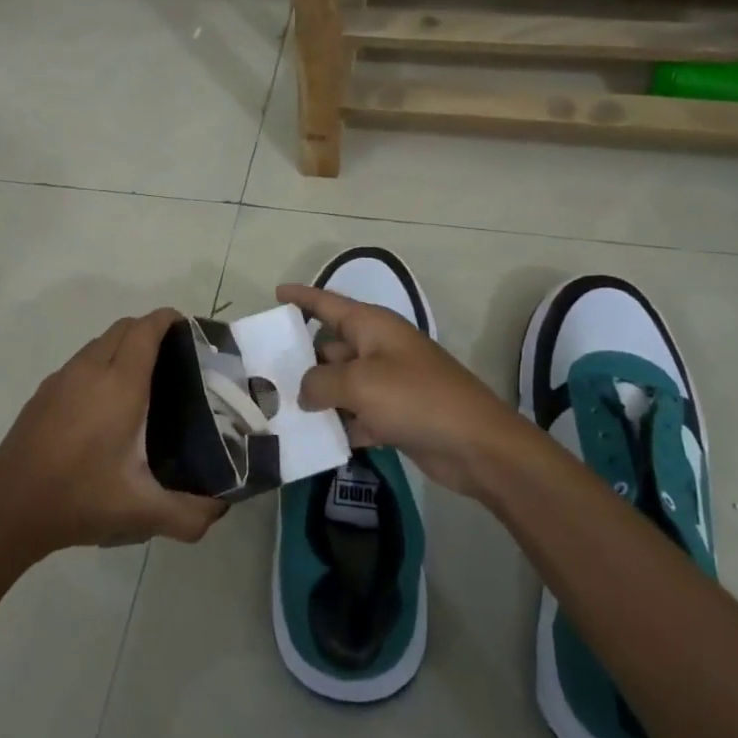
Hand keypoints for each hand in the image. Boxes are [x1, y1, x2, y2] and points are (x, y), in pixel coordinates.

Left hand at [0, 307, 226, 558]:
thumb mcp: (142, 512)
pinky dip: (101, 364)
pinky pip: (80, 362)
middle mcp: (89, 371)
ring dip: (123, 347)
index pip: (146, 330)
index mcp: (119, 385)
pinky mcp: (43, 394)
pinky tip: (106, 405)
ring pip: (99, 343)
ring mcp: (61, 379)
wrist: (7, 510)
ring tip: (145, 381)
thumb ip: (190, 514)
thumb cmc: (79, 499)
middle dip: (150, 331)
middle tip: (175, 360)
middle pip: (123, 328)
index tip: (190, 331)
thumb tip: (221, 508)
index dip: (169, 320)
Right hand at [277, 283, 530, 501]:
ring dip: (316, 397)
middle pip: (330, 348)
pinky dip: (339, 424)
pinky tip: (313, 440)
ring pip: (341, 384)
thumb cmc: (415, 399)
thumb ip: (320, 382)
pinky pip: (356, 414)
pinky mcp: (395, 416)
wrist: (475, 444)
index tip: (275, 294)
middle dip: (300, 359)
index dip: (302, 297)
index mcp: (372, 326)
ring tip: (277, 410)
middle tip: (262, 374)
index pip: (328, 304)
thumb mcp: (359, 383)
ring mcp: (388, 383)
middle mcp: (378, 349)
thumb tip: (305, 392)